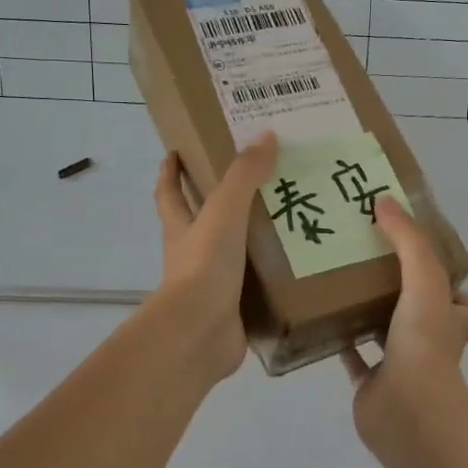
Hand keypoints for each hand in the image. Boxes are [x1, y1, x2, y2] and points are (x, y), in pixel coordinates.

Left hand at [151, 132, 277, 382]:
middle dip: (216, 206)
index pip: (169, 193)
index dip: (170, 173)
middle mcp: (191, 255)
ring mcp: (211, 285)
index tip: (173, 153)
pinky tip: (297, 268)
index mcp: (182, 228)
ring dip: (250, 242)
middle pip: (198, 224)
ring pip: (230, 256)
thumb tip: (266, 135)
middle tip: (252, 184)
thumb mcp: (224, 211)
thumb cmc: (205, 266)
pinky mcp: (233, 311)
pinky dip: (269, 278)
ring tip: (288, 223)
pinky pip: (254, 288)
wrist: (200, 332)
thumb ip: (244, 176)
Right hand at [341, 197, 467, 445]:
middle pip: (425, 317)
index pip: (467, 306)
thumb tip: (384, 200)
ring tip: (344, 283)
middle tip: (374, 264)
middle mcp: (431, 344)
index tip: (426, 263)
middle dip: (406, 296)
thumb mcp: (424, 279)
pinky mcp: (373, 384)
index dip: (455, 289)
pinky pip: (356, 359)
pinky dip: (343, 342)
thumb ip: (408, 240)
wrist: (405, 406)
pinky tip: (323, 320)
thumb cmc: (423, 341)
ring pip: (389, 335)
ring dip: (371, 315)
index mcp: (451, 322)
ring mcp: (402, 366)